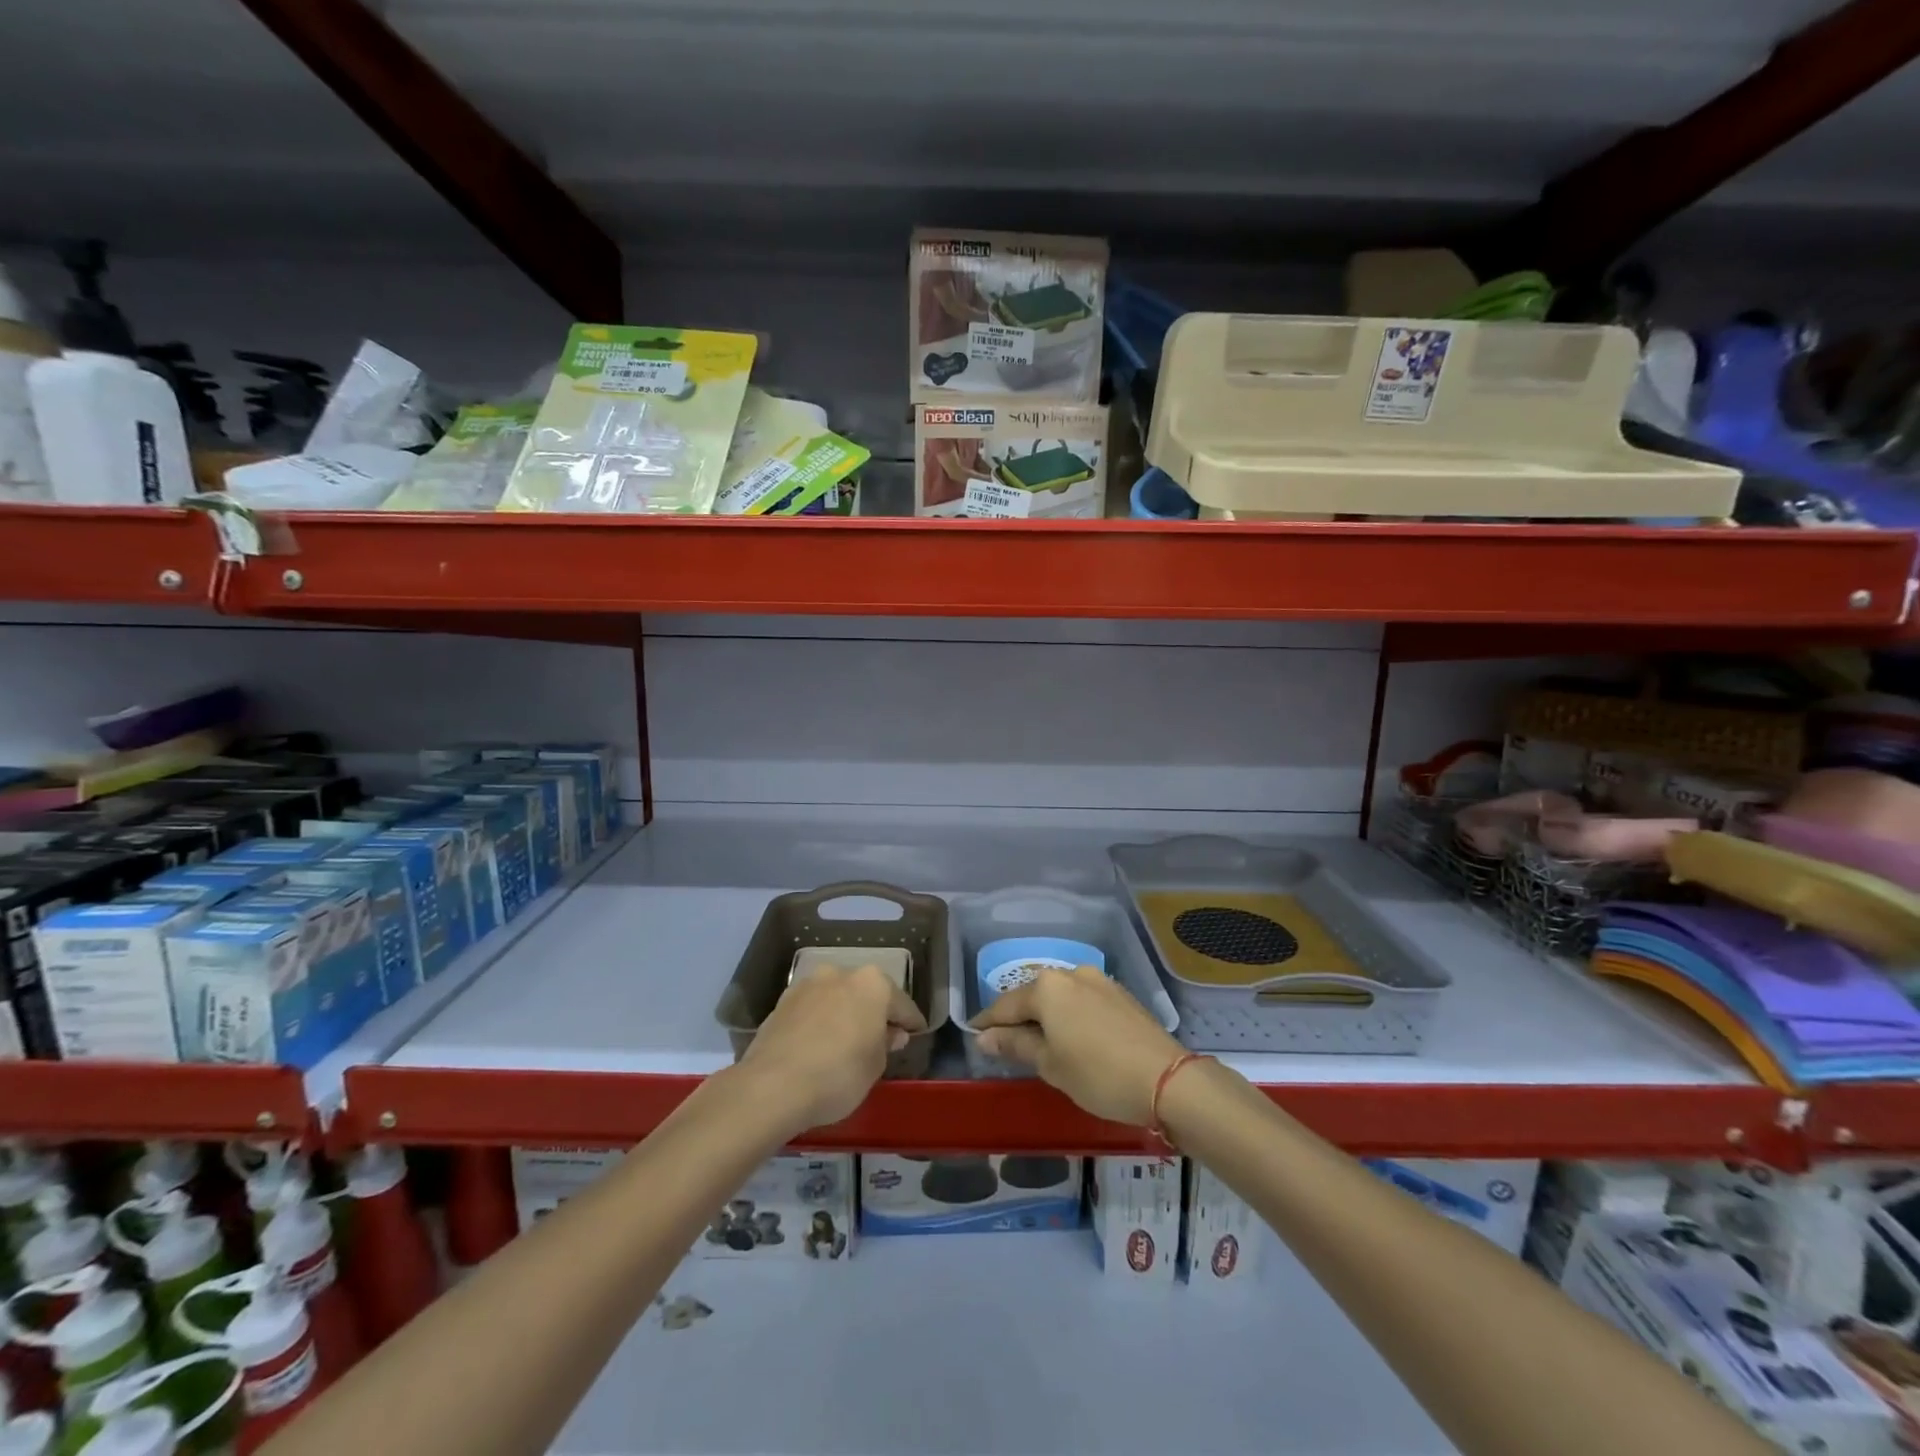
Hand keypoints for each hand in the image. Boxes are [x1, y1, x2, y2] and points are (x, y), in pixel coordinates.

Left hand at [739, 965, 926, 1132]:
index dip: (911, 1022)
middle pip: (867, 993)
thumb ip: (886, 1044)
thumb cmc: (838, 1074)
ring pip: (837, 997)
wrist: (772, 1086)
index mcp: (873, 984)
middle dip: (874, 1012)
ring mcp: (808, 984)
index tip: (916, 1034)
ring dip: (844, 1014)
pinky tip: (819, 1044)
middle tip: (880, 1039)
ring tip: (845, 1042)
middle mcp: (841, 973)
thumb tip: (890, 1033)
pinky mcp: (782, 1001)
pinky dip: (820, 1022)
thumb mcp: (875, 1066)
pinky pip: (812, 1010)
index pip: (902, 1004)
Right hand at [971, 968, 1184, 1125]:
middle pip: (1034, 995)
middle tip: (1004, 1041)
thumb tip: (985, 1037)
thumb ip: (1015, 1046)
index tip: (973, 1034)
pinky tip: (1071, 1036)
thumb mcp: (1050, 1065)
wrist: (1167, 1079)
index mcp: (1048, 987)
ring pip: (1060, 996)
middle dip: (1018, 1017)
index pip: (1006, 1004)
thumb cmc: (1098, 1074)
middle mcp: (1071, 973)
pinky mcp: (1120, 994)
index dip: (987, 1022)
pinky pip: (1083, 1001)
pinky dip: (1070, 1016)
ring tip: (1038, 1041)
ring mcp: (1099, 981)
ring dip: (1046, 1016)